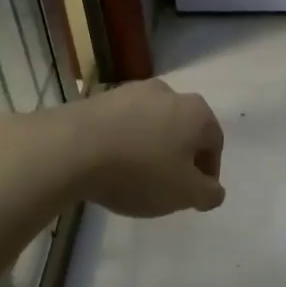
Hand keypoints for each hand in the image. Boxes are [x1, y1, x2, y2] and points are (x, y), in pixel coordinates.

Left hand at [68, 79, 225, 216]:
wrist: (70, 149)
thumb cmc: (139, 171)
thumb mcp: (184, 194)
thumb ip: (208, 194)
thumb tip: (214, 190)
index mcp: (197, 113)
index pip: (215, 143)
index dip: (208, 173)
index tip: (193, 195)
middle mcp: (169, 93)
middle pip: (183, 130)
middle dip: (179, 157)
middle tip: (166, 185)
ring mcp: (132, 91)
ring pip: (152, 124)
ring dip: (150, 147)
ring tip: (134, 176)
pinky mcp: (100, 97)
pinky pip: (123, 123)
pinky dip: (124, 141)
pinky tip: (110, 163)